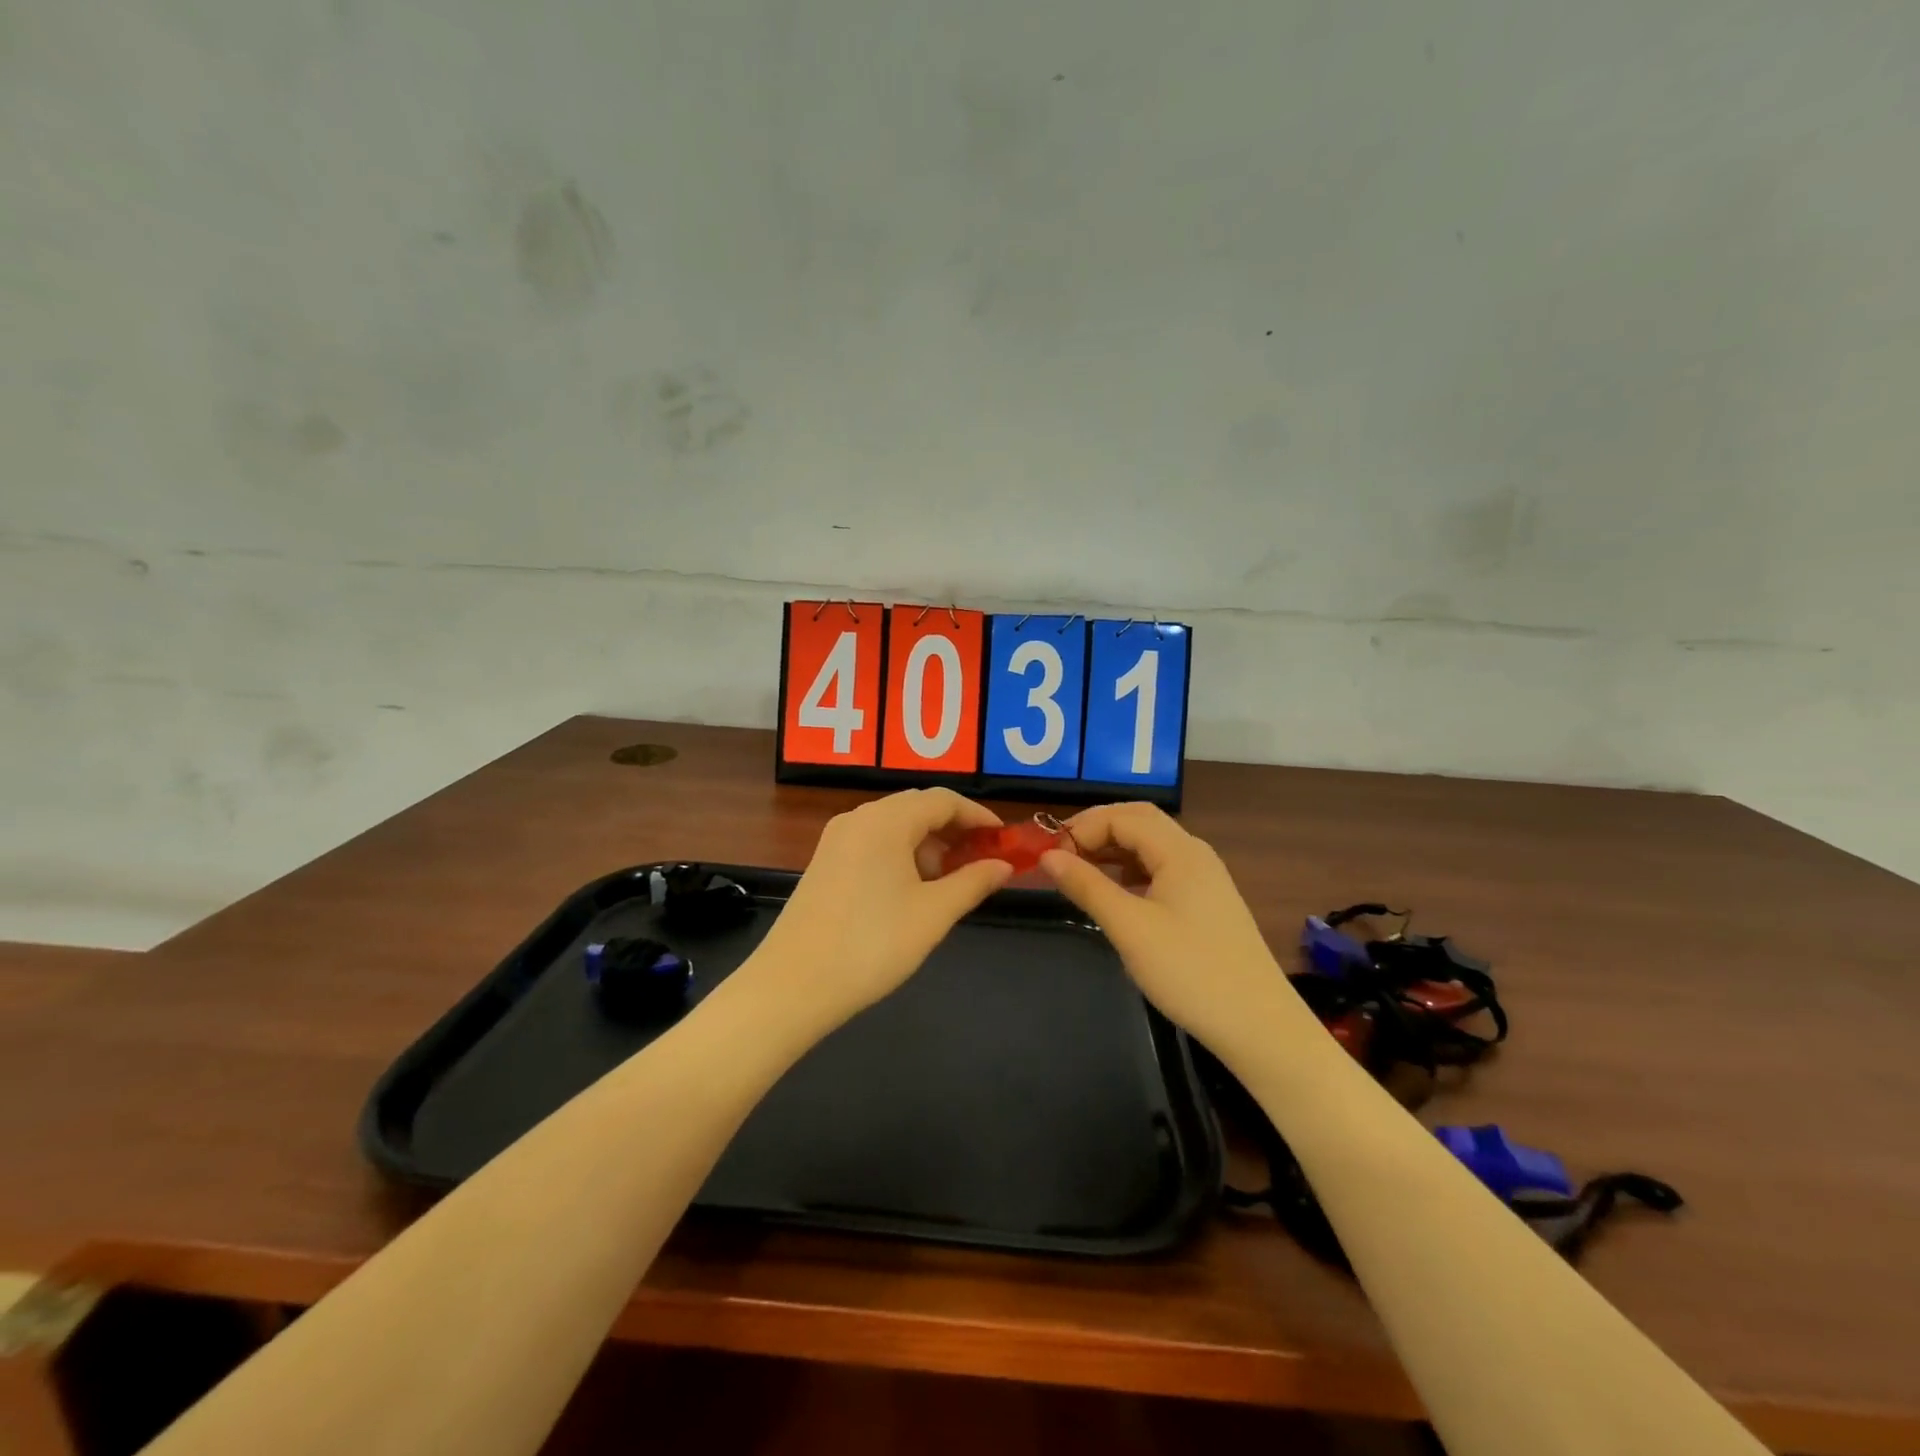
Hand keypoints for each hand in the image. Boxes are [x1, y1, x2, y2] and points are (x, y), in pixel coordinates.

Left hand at [748, 789, 1014, 1033]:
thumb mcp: (933, 914)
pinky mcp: (825, 862)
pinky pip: (873, 843)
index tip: (1004, 841)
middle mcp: (859, 818)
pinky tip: (912, 890)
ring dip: (928, 844)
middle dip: (954, 830)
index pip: (943, 800)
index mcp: (886, 820)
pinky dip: (901, 855)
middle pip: (917, 807)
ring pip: (894, 826)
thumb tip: (1004, 865)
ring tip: (950, 882)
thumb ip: (973, 882)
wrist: (793, 986)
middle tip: (982, 860)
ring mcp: (837, 839)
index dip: (979, 817)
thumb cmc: (872, 945)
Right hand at [1040, 802, 1306, 1062]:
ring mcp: (1204, 878)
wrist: (1258, 1025)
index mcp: (1180, 851)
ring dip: (1113, 849)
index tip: (1051, 857)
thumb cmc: (1189, 972)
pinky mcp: (1206, 902)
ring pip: (1151, 845)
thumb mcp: (1129, 928)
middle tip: (1062, 854)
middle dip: (1097, 829)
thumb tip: (1048, 857)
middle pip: (1139, 821)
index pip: (1122, 817)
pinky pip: (1162, 868)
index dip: (1082, 828)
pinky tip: (1115, 893)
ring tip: (1080, 872)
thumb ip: (1087, 886)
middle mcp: (1194, 854)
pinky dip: (1131, 870)